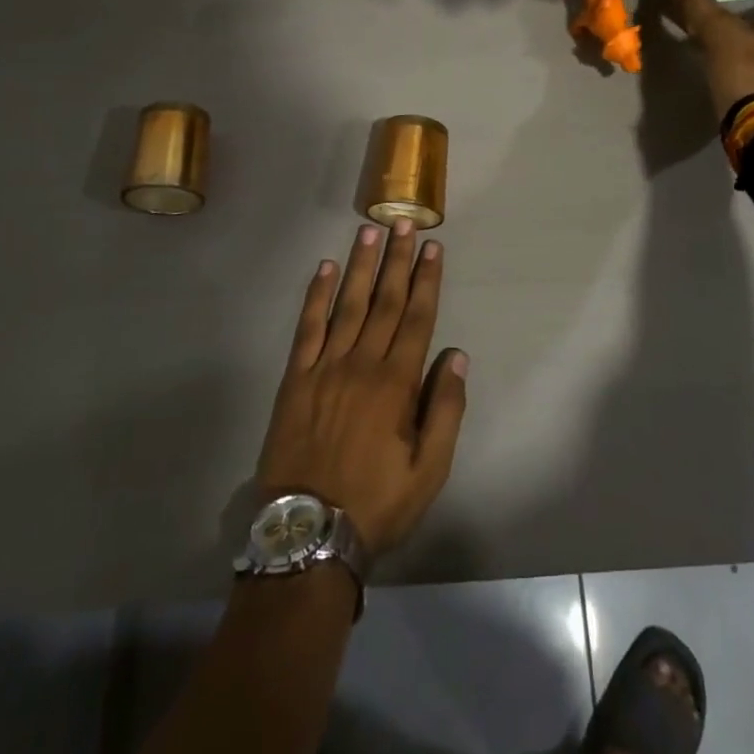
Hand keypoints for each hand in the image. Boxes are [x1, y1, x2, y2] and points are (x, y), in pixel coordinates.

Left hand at [256, 220, 467, 556]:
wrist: (307, 530)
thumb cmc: (376, 501)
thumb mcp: (429, 470)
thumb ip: (445, 409)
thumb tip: (457, 356)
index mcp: (396, 383)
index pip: (417, 317)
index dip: (427, 279)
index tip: (433, 247)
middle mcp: (362, 363)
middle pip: (385, 300)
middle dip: (398, 259)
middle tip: (405, 223)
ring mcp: (325, 366)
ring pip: (348, 304)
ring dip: (361, 265)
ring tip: (370, 231)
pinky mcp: (296, 376)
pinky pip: (308, 326)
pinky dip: (316, 295)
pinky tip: (325, 269)